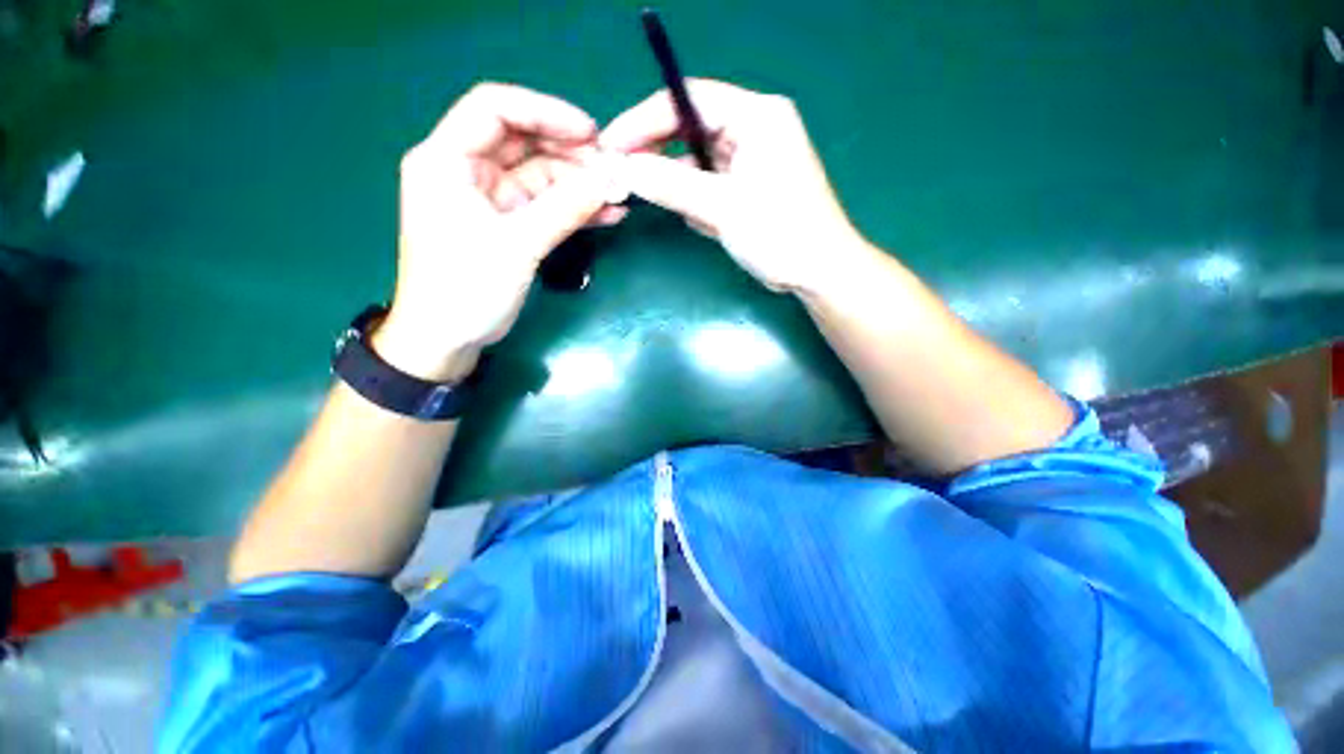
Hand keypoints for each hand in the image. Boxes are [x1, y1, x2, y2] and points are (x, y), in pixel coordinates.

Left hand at [376, 83, 626, 380]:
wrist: (448, 339)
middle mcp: (468, 170)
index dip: (545, 112)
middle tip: (613, 171)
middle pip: (525, 142)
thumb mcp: (517, 245)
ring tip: (618, 196)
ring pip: (541, 176)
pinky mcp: (509, 224)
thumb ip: (565, 209)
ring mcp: (492, 199)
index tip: (590, 133)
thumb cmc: (467, 288)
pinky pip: (546, 206)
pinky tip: (606, 215)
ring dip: (580, 185)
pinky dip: (574, 209)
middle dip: (571, 153)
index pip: (495, 109)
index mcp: (447, 159)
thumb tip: (612, 181)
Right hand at [600, 79, 866, 293]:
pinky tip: (704, 223)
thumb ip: (672, 185)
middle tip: (625, 175)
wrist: (816, 272)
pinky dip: (698, 201)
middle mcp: (754, 129)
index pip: (689, 99)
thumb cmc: (780, 234)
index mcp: (757, 116)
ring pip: (697, 161)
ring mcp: (750, 159)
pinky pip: (709, 184)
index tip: (613, 145)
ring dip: (679, 184)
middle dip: (658, 154)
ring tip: (672, 208)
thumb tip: (624, 169)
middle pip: (690, 128)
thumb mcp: (723, 207)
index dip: (645, 119)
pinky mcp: (747, 186)